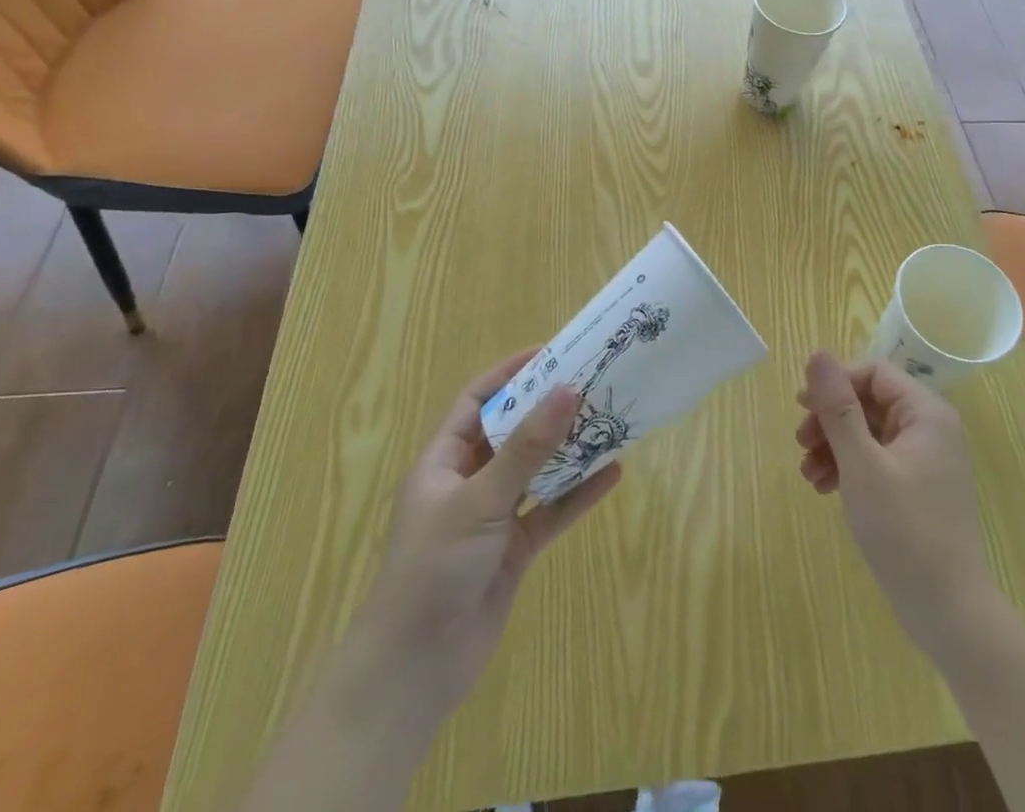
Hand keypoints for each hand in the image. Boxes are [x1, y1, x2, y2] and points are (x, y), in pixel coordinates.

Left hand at [355, 349, 621, 728]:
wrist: (413, 671)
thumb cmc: (433, 569)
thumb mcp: (480, 500)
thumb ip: (527, 448)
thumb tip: (568, 390)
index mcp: (443, 461)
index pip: (478, 401)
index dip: (510, 374)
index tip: (551, 352)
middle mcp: (468, 482)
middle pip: (513, 432)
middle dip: (548, 409)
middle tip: (591, 383)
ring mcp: (493, 517)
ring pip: (536, 471)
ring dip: (568, 449)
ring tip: (609, 420)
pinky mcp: (513, 550)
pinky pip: (550, 511)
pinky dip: (578, 495)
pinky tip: (612, 474)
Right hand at [795, 350, 997, 653]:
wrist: (950, 613)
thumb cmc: (905, 531)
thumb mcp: (863, 465)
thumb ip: (839, 408)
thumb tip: (817, 354)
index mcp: (926, 412)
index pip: (873, 373)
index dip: (835, 383)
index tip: (802, 406)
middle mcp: (929, 427)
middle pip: (869, 401)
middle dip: (830, 419)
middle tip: (800, 442)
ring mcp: (925, 458)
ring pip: (868, 431)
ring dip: (834, 445)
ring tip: (807, 473)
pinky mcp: (917, 487)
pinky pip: (876, 459)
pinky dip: (848, 467)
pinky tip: (824, 487)